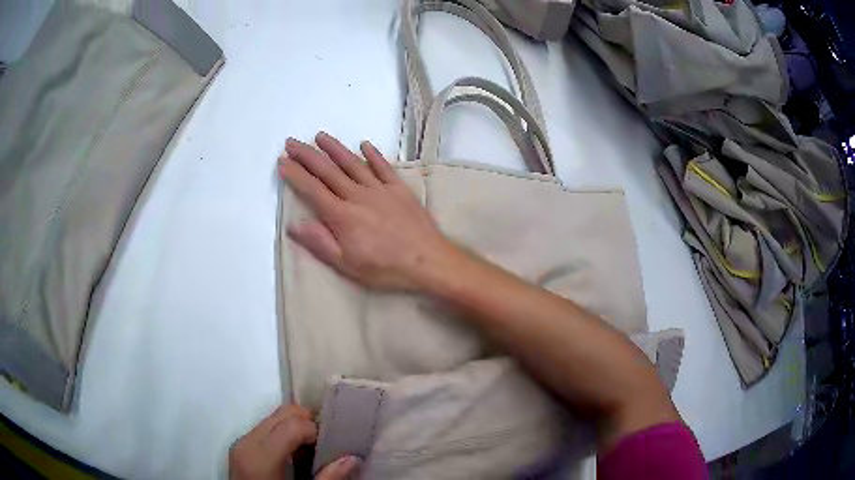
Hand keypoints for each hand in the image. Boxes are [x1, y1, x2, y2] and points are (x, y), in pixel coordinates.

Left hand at [229, 405, 360, 479]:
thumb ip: (327, 478)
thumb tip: (353, 458)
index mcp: (260, 457)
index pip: (293, 423)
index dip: (317, 430)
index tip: (331, 447)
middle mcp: (247, 442)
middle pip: (283, 413)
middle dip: (308, 423)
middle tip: (325, 444)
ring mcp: (241, 442)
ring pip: (274, 417)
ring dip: (295, 428)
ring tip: (310, 451)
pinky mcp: (241, 446)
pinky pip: (265, 428)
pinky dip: (283, 434)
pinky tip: (293, 455)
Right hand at [279, 132, 455, 290]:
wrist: (428, 261)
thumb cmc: (386, 269)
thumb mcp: (347, 265)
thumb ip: (320, 243)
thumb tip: (293, 225)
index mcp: (342, 216)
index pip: (312, 190)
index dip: (295, 175)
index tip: (282, 162)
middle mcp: (358, 196)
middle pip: (328, 171)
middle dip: (307, 155)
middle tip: (292, 142)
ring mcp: (380, 189)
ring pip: (353, 163)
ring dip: (335, 148)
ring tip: (320, 136)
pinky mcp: (399, 189)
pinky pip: (383, 167)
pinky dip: (373, 154)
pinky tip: (364, 144)